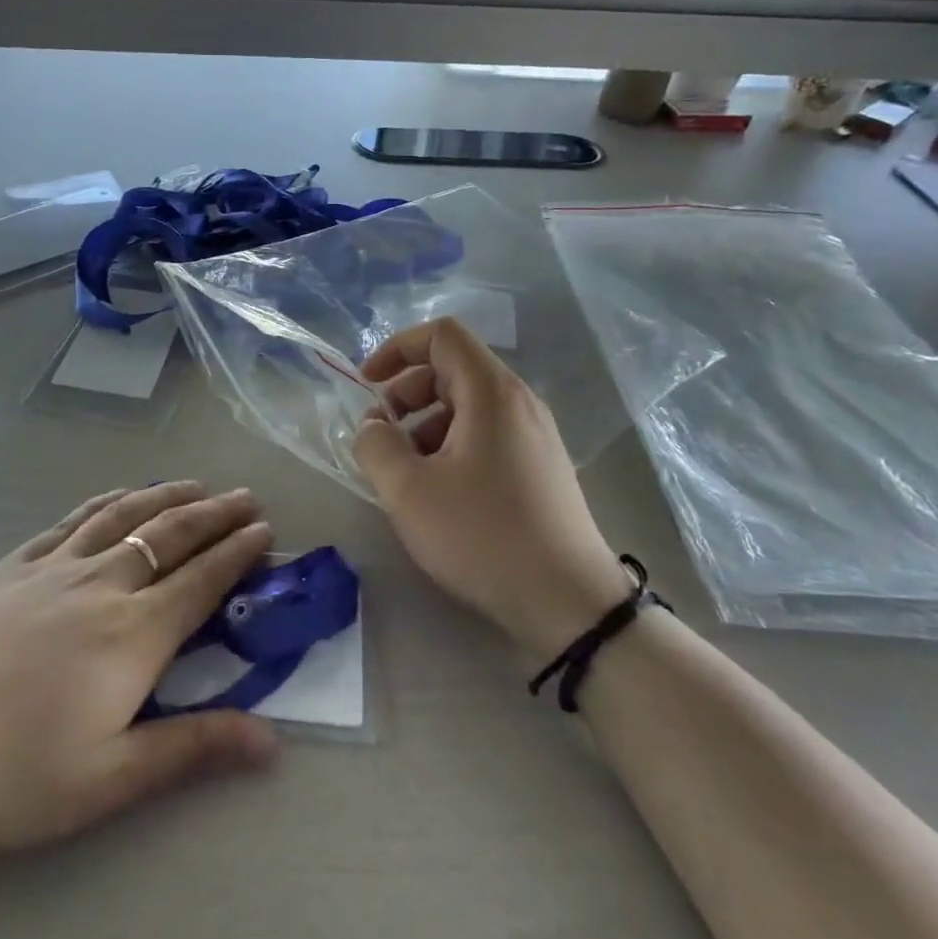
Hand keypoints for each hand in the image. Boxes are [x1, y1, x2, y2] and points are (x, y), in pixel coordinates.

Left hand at [0, 483, 277, 860]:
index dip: (239, 553)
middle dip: (215, 515)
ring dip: (167, 497)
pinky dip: (108, 502)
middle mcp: (102, 585)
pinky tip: (116, 498)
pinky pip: (73, 520)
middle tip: (245, 496)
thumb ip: (193, 751)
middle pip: (171, 537)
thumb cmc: (2, 771)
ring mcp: (52, 568)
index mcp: (133, 634)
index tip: (266, 529)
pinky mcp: (10, 565)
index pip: (202, 581)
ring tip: (195, 485)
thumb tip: (273, 742)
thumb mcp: (106, 779)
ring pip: (125, 517)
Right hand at [353, 319, 631, 659]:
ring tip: (406, 471)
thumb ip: (375, 445)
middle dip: (406, 392)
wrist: (570, 603)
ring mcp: (535, 435)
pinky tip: (439, 491)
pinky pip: (486, 433)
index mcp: (492, 393)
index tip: (368, 385)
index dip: (396, 348)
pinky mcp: (540, 466)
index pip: (441, 335)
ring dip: (425, 423)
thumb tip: (373, 426)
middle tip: (382, 435)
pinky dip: (451, 444)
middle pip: (452, 368)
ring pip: (467, 404)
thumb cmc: (484, 536)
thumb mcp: (409, 491)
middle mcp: (519, 402)